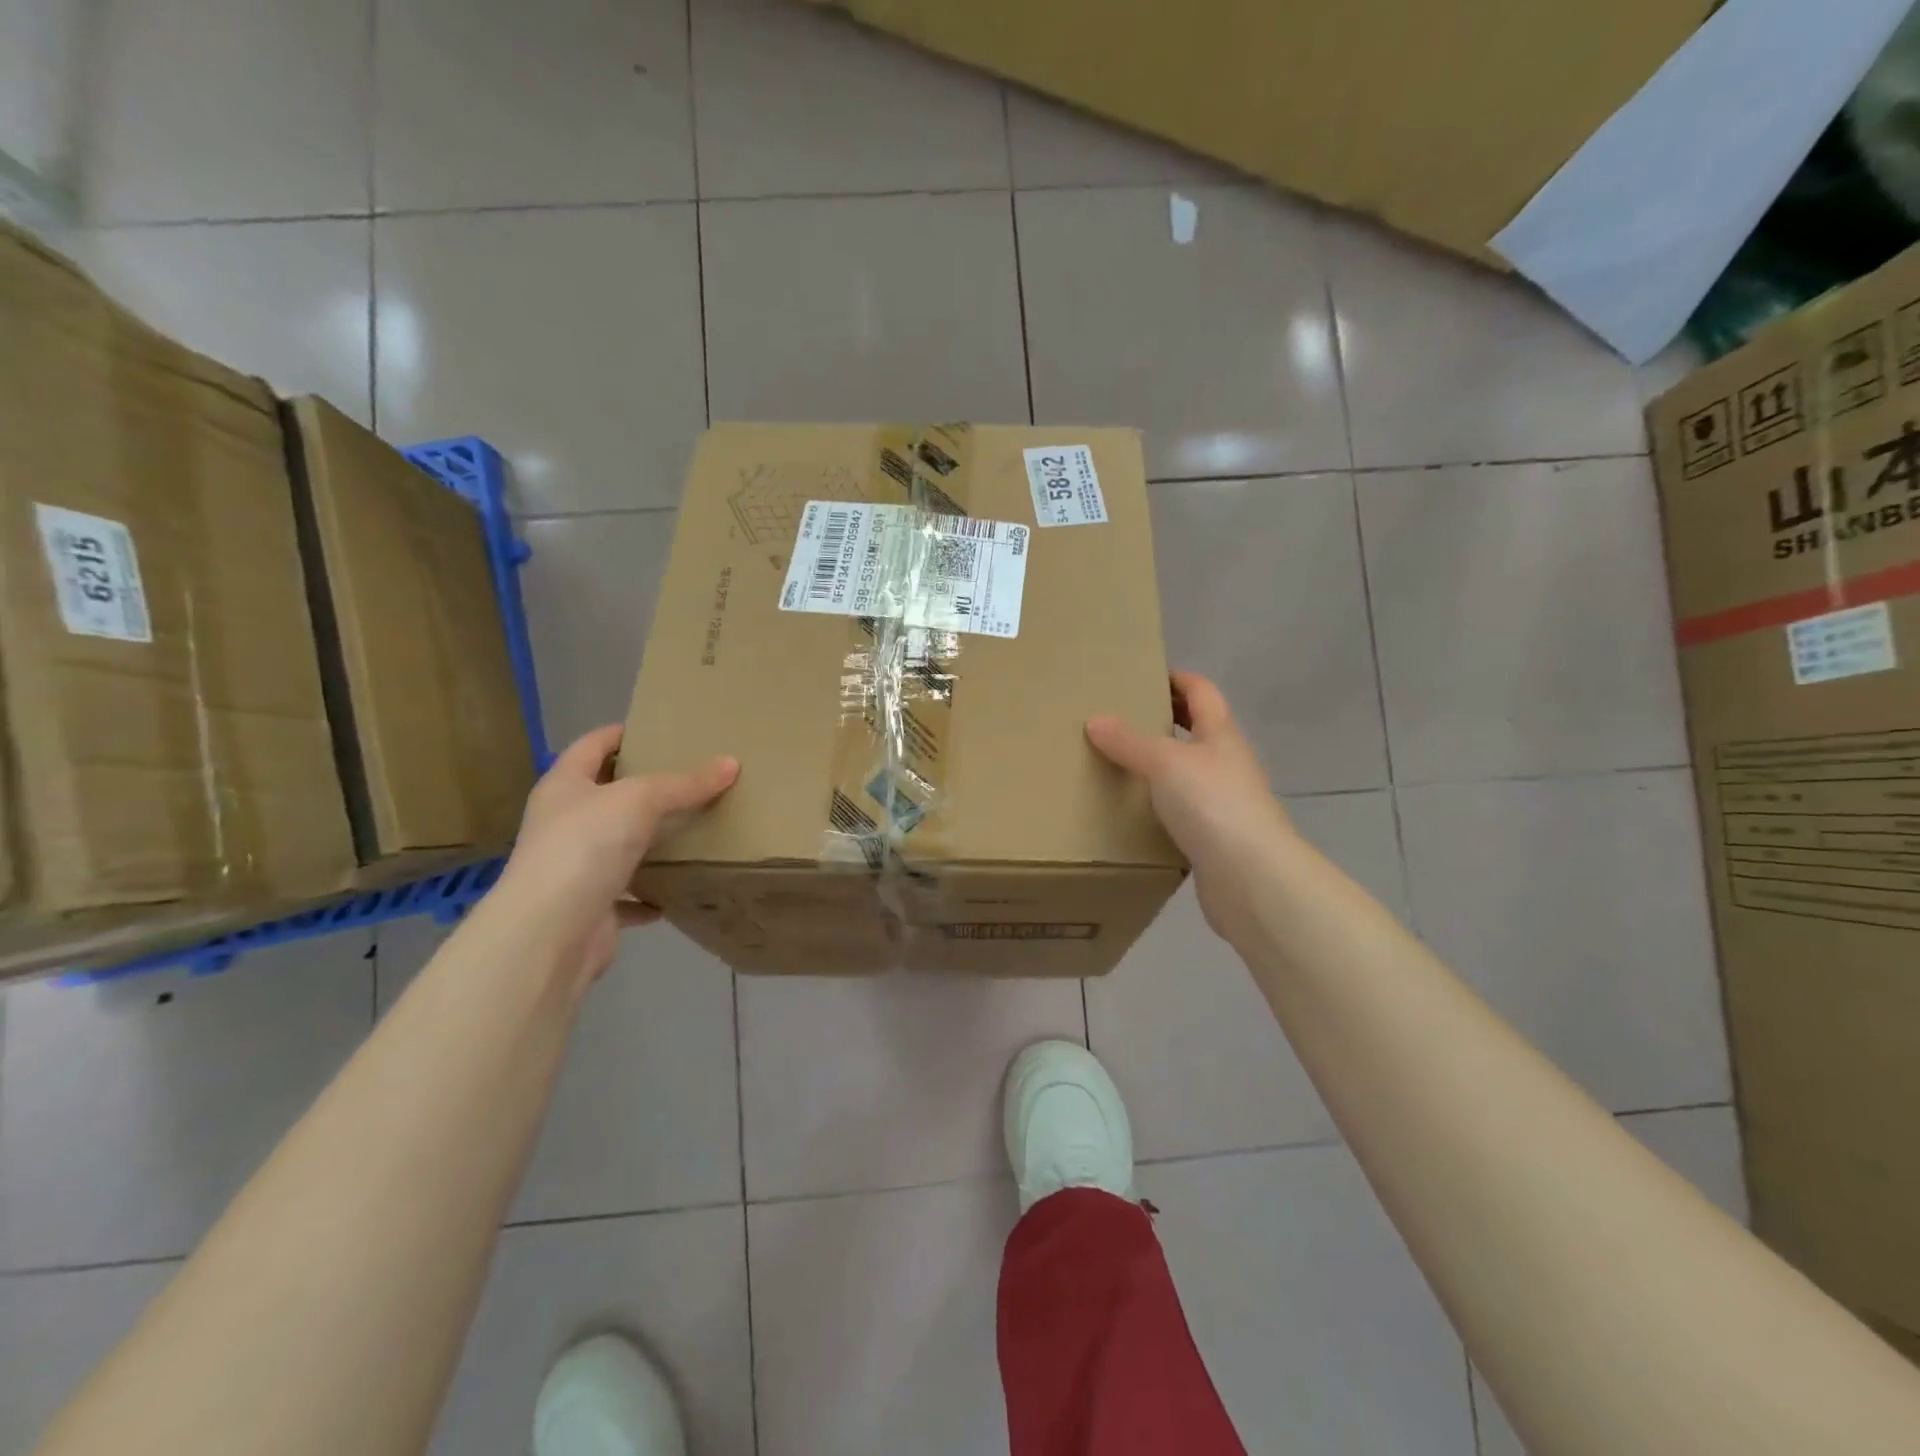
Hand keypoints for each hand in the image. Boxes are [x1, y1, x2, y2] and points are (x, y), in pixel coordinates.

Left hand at [489, 725, 738, 985]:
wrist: (551, 932)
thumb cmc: (586, 845)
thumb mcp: (640, 800)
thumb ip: (685, 783)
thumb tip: (732, 763)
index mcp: (564, 786)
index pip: (592, 745)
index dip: (621, 734)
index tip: (659, 731)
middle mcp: (563, 823)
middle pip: (606, 795)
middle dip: (644, 788)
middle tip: (691, 777)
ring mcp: (574, 867)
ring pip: (617, 845)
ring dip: (648, 841)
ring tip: (693, 828)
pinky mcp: (590, 907)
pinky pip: (626, 895)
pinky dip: (649, 894)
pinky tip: (676, 890)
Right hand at [1086, 670, 1292, 936]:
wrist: (1251, 878)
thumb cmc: (1213, 804)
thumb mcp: (1165, 763)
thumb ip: (1129, 742)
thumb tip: (1095, 719)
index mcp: (1221, 735)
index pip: (1202, 692)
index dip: (1177, 679)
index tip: (1143, 674)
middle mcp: (1226, 763)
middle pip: (1196, 731)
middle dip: (1163, 721)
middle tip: (1118, 719)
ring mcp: (1223, 803)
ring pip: (1187, 773)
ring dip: (1157, 767)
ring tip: (1114, 765)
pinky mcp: (1213, 838)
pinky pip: (1181, 812)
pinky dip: (1158, 807)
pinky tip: (1130, 813)